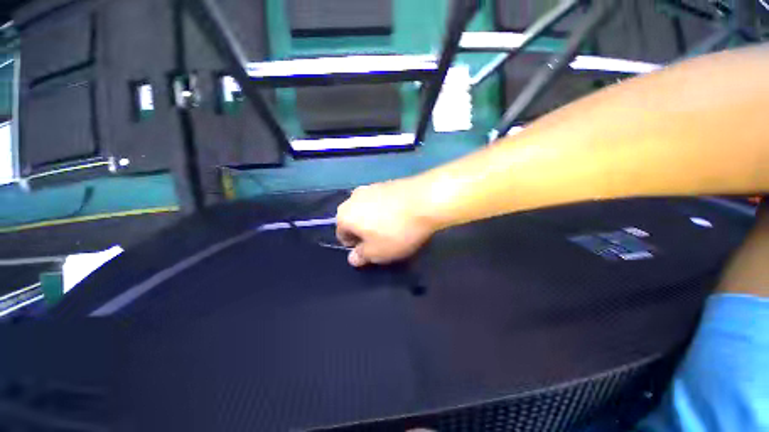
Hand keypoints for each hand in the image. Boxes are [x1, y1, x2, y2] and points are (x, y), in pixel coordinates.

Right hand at [336, 179, 437, 266]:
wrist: (424, 200)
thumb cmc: (396, 230)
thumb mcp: (378, 252)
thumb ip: (361, 256)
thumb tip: (353, 258)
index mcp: (344, 214)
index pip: (342, 235)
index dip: (356, 246)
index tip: (372, 250)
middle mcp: (353, 197)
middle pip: (354, 220)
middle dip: (365, 232)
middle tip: (383, 240)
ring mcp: (370, 187)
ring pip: (368, 210)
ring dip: (376, 220)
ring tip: (394, 227)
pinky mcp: (386, 182)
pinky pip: (381, 201)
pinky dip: (386, 210)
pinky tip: (401, 215)